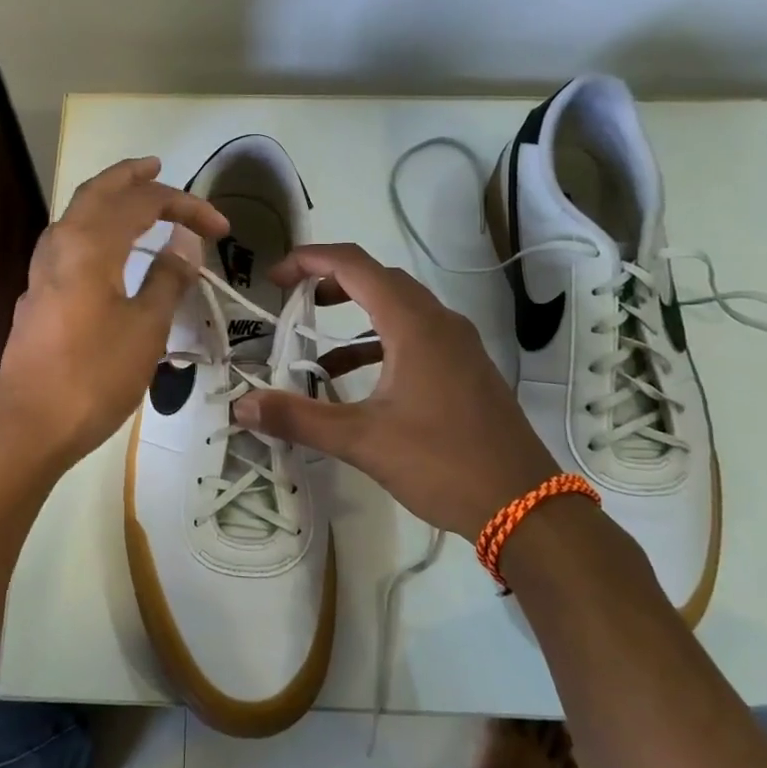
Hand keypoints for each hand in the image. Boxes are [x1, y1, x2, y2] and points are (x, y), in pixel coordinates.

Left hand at [0, 156, 228, 470]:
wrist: (29, 425)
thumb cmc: (94, 375)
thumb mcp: (145, 328)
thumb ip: (166, 279)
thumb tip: (184, 245)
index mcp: (90, 244)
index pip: (144, 203)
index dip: (186, 207)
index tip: (221, 230)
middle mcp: (61, 244)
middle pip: (98, 192)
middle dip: (131, 177)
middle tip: (159, 168)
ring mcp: (43, 270)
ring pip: (77, 215)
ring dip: (108, 198)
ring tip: (136, 198)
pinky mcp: (39, 294)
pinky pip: (69, 241)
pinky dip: (95, 227)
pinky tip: (108, 248)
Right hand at [232, 243, 560, 539]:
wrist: (525, 507)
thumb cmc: (442, 463)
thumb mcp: (362, 441)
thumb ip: (299, 418)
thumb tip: (241, 406)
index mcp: (414, 325)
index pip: (354, 265)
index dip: (309, 260)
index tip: (273, 278)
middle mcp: (439, 322)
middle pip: (378, 278)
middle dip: (329, 281)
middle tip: (290, 300)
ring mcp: (458, 345)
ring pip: (399, 306)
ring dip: (354, 313)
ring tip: (313, 337)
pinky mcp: (465, 369)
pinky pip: (414, 335)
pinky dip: (377, 343)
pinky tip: (353, 377)